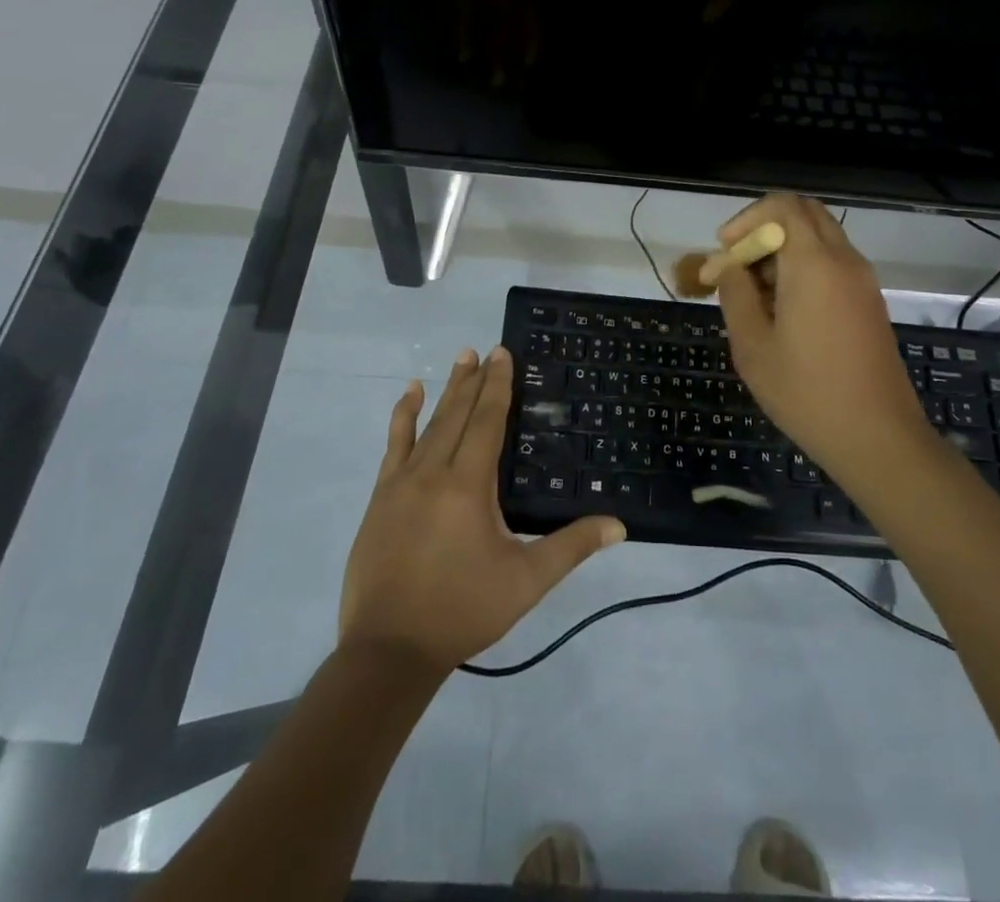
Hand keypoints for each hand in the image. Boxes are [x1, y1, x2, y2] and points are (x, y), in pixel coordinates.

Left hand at [339, 347, 624, 673]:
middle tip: (485, 349)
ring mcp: (401, 483)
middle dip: (474, 380)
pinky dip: (402, 417)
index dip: (498, 386)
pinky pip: (393, 445)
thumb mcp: (526, 581)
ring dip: (446, 390)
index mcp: (469, 485)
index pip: (487, 421)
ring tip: (459, 359)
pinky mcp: (380, 498)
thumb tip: (619, 525)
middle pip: (458, 414)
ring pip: (428, 424)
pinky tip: (408, 396)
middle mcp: (434, 472)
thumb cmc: (463, 610)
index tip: (503, 354)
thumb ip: (571, 547)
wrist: (389, 650)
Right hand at [715, 195, 922, 476]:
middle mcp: (844, 260)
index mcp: (814, 263)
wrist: (878, 438)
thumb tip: (726, 266)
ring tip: (755, 294)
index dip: (747, 219)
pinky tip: (783, 311)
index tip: (726, 251)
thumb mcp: (753, 345)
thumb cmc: (806, 392)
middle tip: (738, 264)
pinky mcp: (869, 302)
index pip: (783, 206)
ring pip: (819, 238)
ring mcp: (862, 281)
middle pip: (805, 214)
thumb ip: (735, 294)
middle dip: (765, 229)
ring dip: (784, 250)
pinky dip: (804, 268)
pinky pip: (833, 263)